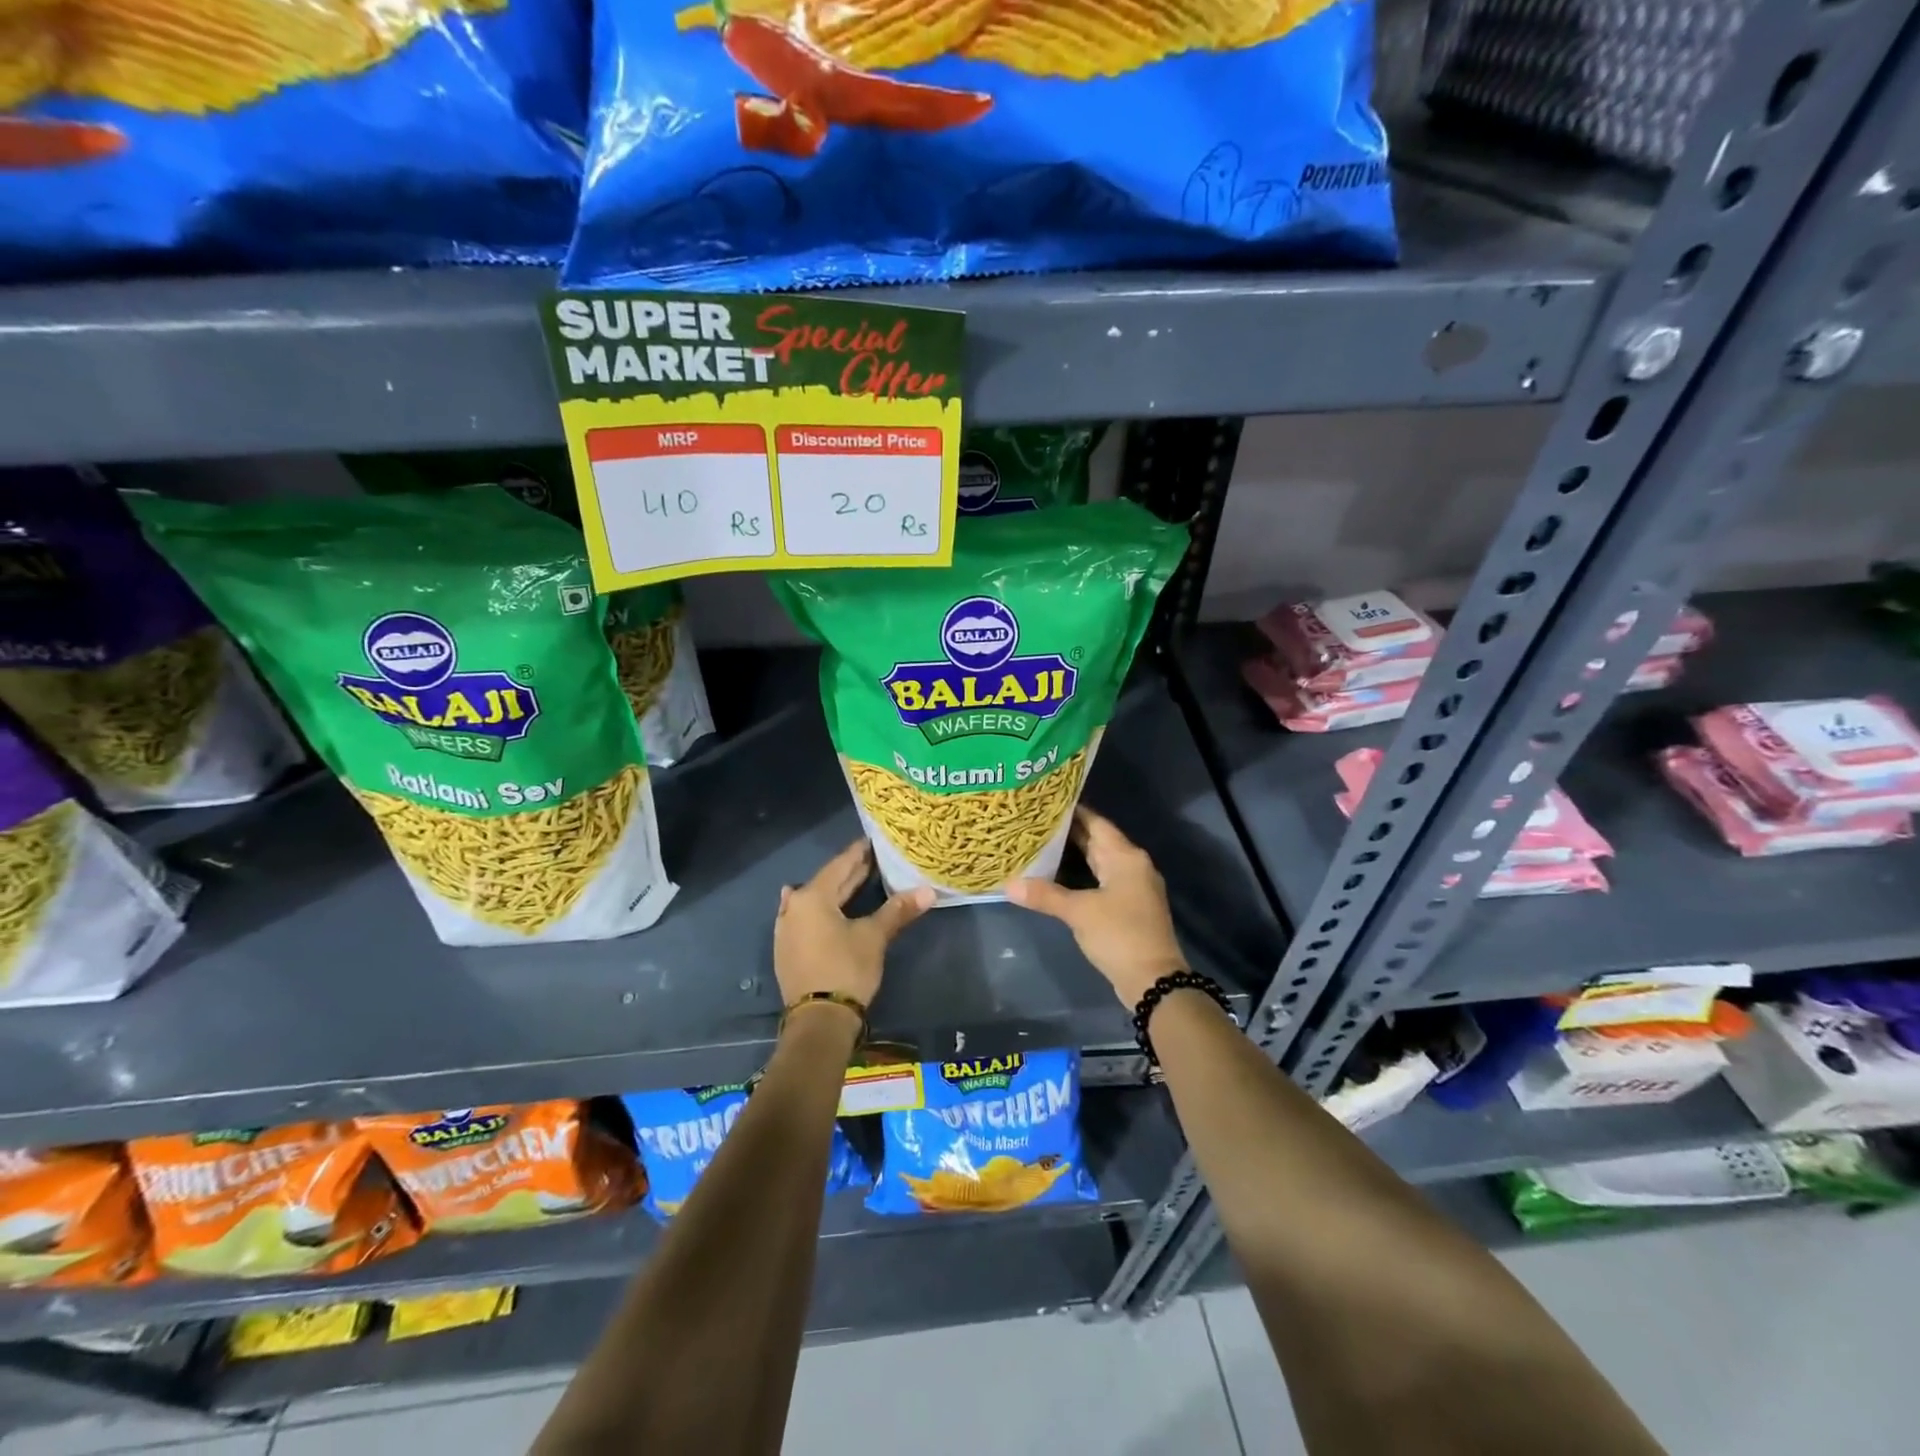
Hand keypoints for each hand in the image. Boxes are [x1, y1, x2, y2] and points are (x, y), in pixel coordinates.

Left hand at [775, 839, 933, 1017]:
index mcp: (812, 897)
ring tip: (855, 881)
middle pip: (827, 883)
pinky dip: (821, 911)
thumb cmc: (846, 969)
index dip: (859, 853)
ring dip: (835, 892)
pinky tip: (823, 909)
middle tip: (873, 860)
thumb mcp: (874, 937)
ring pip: (814, 901)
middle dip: (850, 873)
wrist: (818, 1021)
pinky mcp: (787, 950)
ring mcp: (786, 930)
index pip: (840, 865)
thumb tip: (928, 891)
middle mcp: (793, 907)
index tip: (873, 840)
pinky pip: (806, 919)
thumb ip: (897, 910)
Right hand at [1004, 808, 1186, 1006]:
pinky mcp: (1128, 907)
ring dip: (1073, 854)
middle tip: (1034, 822)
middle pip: (1097, 840)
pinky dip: (1081, 875)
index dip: (1072, 811)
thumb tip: (1008, 884)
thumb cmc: (1119, 935)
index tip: (1044, 802)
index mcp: (1126, 857)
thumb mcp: (1079, 912)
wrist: (1153, 981)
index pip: (1096, 822)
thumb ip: (1044, 895)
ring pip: (1099, 862)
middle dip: (1068, 832)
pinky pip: (1101, 880)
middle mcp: (1133, 865)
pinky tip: (1057, 877)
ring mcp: (1133, 887)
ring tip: (1039, 844)